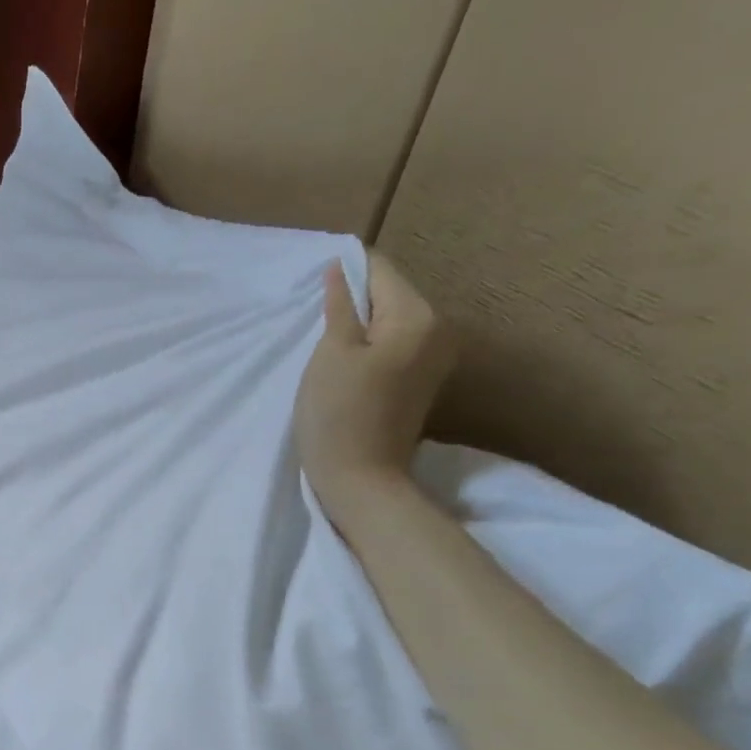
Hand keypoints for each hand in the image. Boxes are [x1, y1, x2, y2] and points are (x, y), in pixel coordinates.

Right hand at [294, 251, 455, 516]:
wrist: (361, 481)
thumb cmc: (338, 414)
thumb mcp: (330, 353)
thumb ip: (339, 306)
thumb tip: (340, 269)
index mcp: (417, 316)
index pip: (380, 270)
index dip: (344, 272)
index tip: (313, 285)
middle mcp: (438, 330)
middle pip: (388, 295)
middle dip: (352, 300)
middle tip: (313, 317)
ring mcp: (433, 358)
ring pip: (389, 322)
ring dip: (357, 326)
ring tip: (324, 341)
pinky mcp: (421, 382)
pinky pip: (393, 346)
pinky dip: (367, 347)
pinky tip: (343, 364)